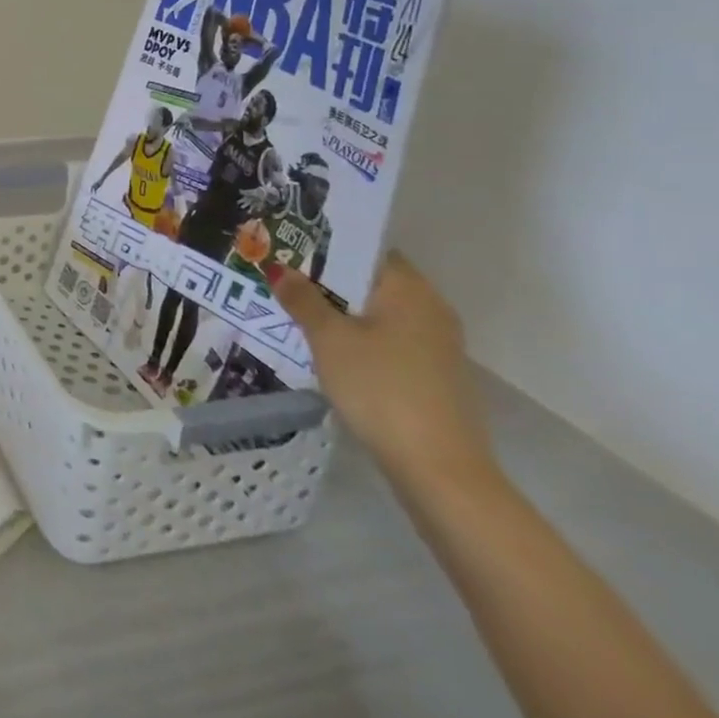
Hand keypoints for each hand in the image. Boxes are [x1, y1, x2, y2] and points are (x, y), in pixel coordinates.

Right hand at [269, 253, 494, 492]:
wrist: (438, 468)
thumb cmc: (380, 387)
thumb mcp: (328, 339)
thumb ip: (303, 300)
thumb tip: (280, 269)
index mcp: (410, 290)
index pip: (368, 252)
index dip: (328, 249)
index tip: (290, 252)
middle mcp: (431, 310)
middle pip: (372, 284)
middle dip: (328, 283)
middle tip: (283, 282)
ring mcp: (437, 346)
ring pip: (379, 315)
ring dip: (342, 314)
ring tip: (296, 316)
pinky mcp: (434, 376)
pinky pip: (389, 342)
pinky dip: (360, 341)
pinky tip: (329, 353)